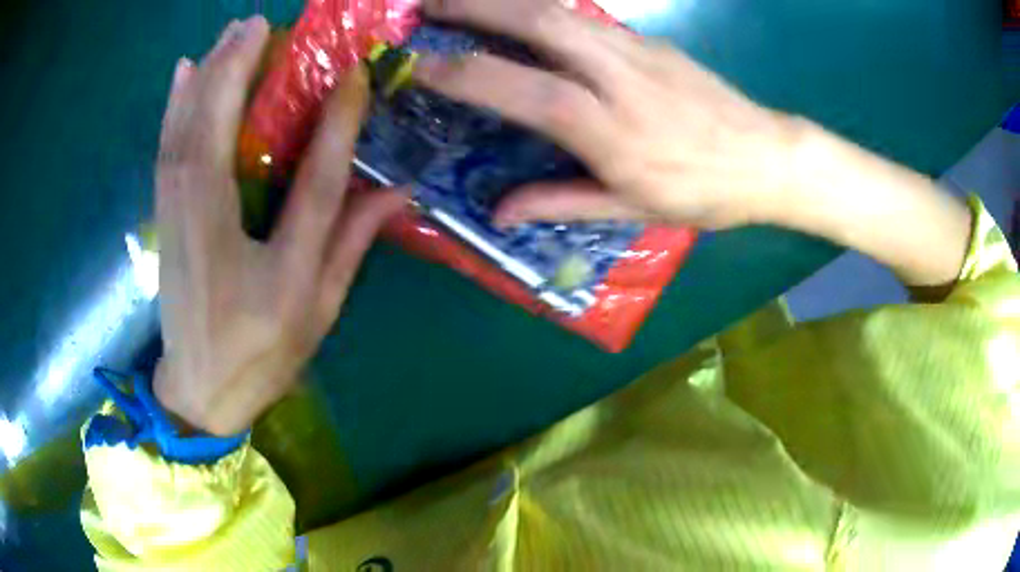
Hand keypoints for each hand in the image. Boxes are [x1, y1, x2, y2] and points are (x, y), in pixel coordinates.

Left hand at [153, 16, 402, 435]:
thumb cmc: (259, 355)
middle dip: (243, 68)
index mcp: (268, 265)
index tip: (355, 75)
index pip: (310, 178)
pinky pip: (166, 146)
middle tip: (266, 24)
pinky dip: (174, 103)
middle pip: (223, 131)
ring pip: (187, 128)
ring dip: (209, 72)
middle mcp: (214, 227)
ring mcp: (178, 216)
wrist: (198, 390)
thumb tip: (395, 191)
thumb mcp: (316, 309)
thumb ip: (350, 244)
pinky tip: (182, 71)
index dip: (337, 123)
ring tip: (233, 31)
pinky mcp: (164, 214)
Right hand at [413, 0, 800, 229]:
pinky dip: (540, 7)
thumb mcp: (632, 211)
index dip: (470, 76)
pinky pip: (583, 15)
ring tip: (461, 2)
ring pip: (559, 9)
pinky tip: (517, 12)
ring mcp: (636, 50)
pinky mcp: (648, 40)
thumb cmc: (702, 193)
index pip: (529, 92)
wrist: (765, 157)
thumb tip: (498, 212)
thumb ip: (560, 203)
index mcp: (613, 131)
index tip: (422, 67)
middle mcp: (619, 78)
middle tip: (427, 6)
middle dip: (477, 7)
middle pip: (541, 23)